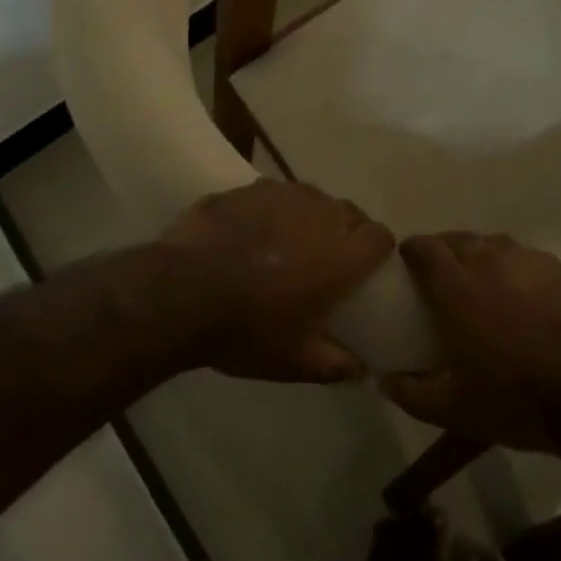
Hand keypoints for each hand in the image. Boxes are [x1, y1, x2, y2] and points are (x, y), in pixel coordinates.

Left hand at [158, 180, 393, 382]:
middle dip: (346, 231)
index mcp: (341, 255)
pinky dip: (271, 211)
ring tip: (290, 241)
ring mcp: (281, 195)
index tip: (366, 268)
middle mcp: (319, 215)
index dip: (377, 250)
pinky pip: (272, 194)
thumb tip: (361, 371)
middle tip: (328, 258)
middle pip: (349, 212)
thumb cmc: (248, 329)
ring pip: (311, 198)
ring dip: (310, 216)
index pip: (380, 236)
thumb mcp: (295, 361)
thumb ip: (336, 365)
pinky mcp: (246, 189)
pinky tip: (251, 232)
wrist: (180, 293)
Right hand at [381, 232, 560, 458]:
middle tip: (441, 276)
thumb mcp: (453, 408)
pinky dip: (518, 270)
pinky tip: (526, 295)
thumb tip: (383, 380)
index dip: (410, 252)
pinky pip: (530, 259)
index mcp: (457, 285)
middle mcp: (491, 260)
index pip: (424, 248)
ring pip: (496, 244)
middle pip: (458, 239)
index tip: (406, 265)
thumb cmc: (516, 397)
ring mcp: (532, 261)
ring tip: (482, 281)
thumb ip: (410, 392)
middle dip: (444, 250)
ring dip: (482, 255)